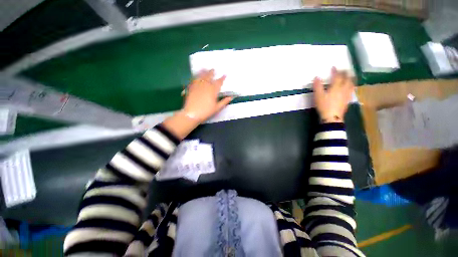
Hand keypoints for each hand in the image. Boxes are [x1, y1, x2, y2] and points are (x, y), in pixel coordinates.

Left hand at [161, 69, 231, 139]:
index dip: (222, 78)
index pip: (218, 82)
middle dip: (212, 72)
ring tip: (205, 69)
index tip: (224, 74)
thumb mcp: (217, 108)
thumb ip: (224, 102)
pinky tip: (196, 76)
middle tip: (213, 69)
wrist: (192, 114)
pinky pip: (194, 80)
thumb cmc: (206, 111)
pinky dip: (196, 77)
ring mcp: (197, 86)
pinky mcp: (191, 88)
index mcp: (213, 91)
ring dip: (203, 72)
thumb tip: (231, 97)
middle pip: (209, 77)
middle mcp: (205, 86)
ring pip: (201, 76)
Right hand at [313, 67, 354, 122]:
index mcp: (336, 87)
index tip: (334, 67)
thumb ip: (317, 86)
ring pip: (351, 84)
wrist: (332, 117)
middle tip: (343, 70)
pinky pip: (351, 90)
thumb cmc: (324, 105)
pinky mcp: (348, 100)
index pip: (337, 76)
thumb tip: (316, 77)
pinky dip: (351, 86)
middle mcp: (343, 89)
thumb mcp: (318, 96)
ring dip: (350, 79)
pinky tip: (350, 87)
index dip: (335, 71)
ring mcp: (347, 94)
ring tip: (349, 76)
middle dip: (345, 73)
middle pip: (347, 79)